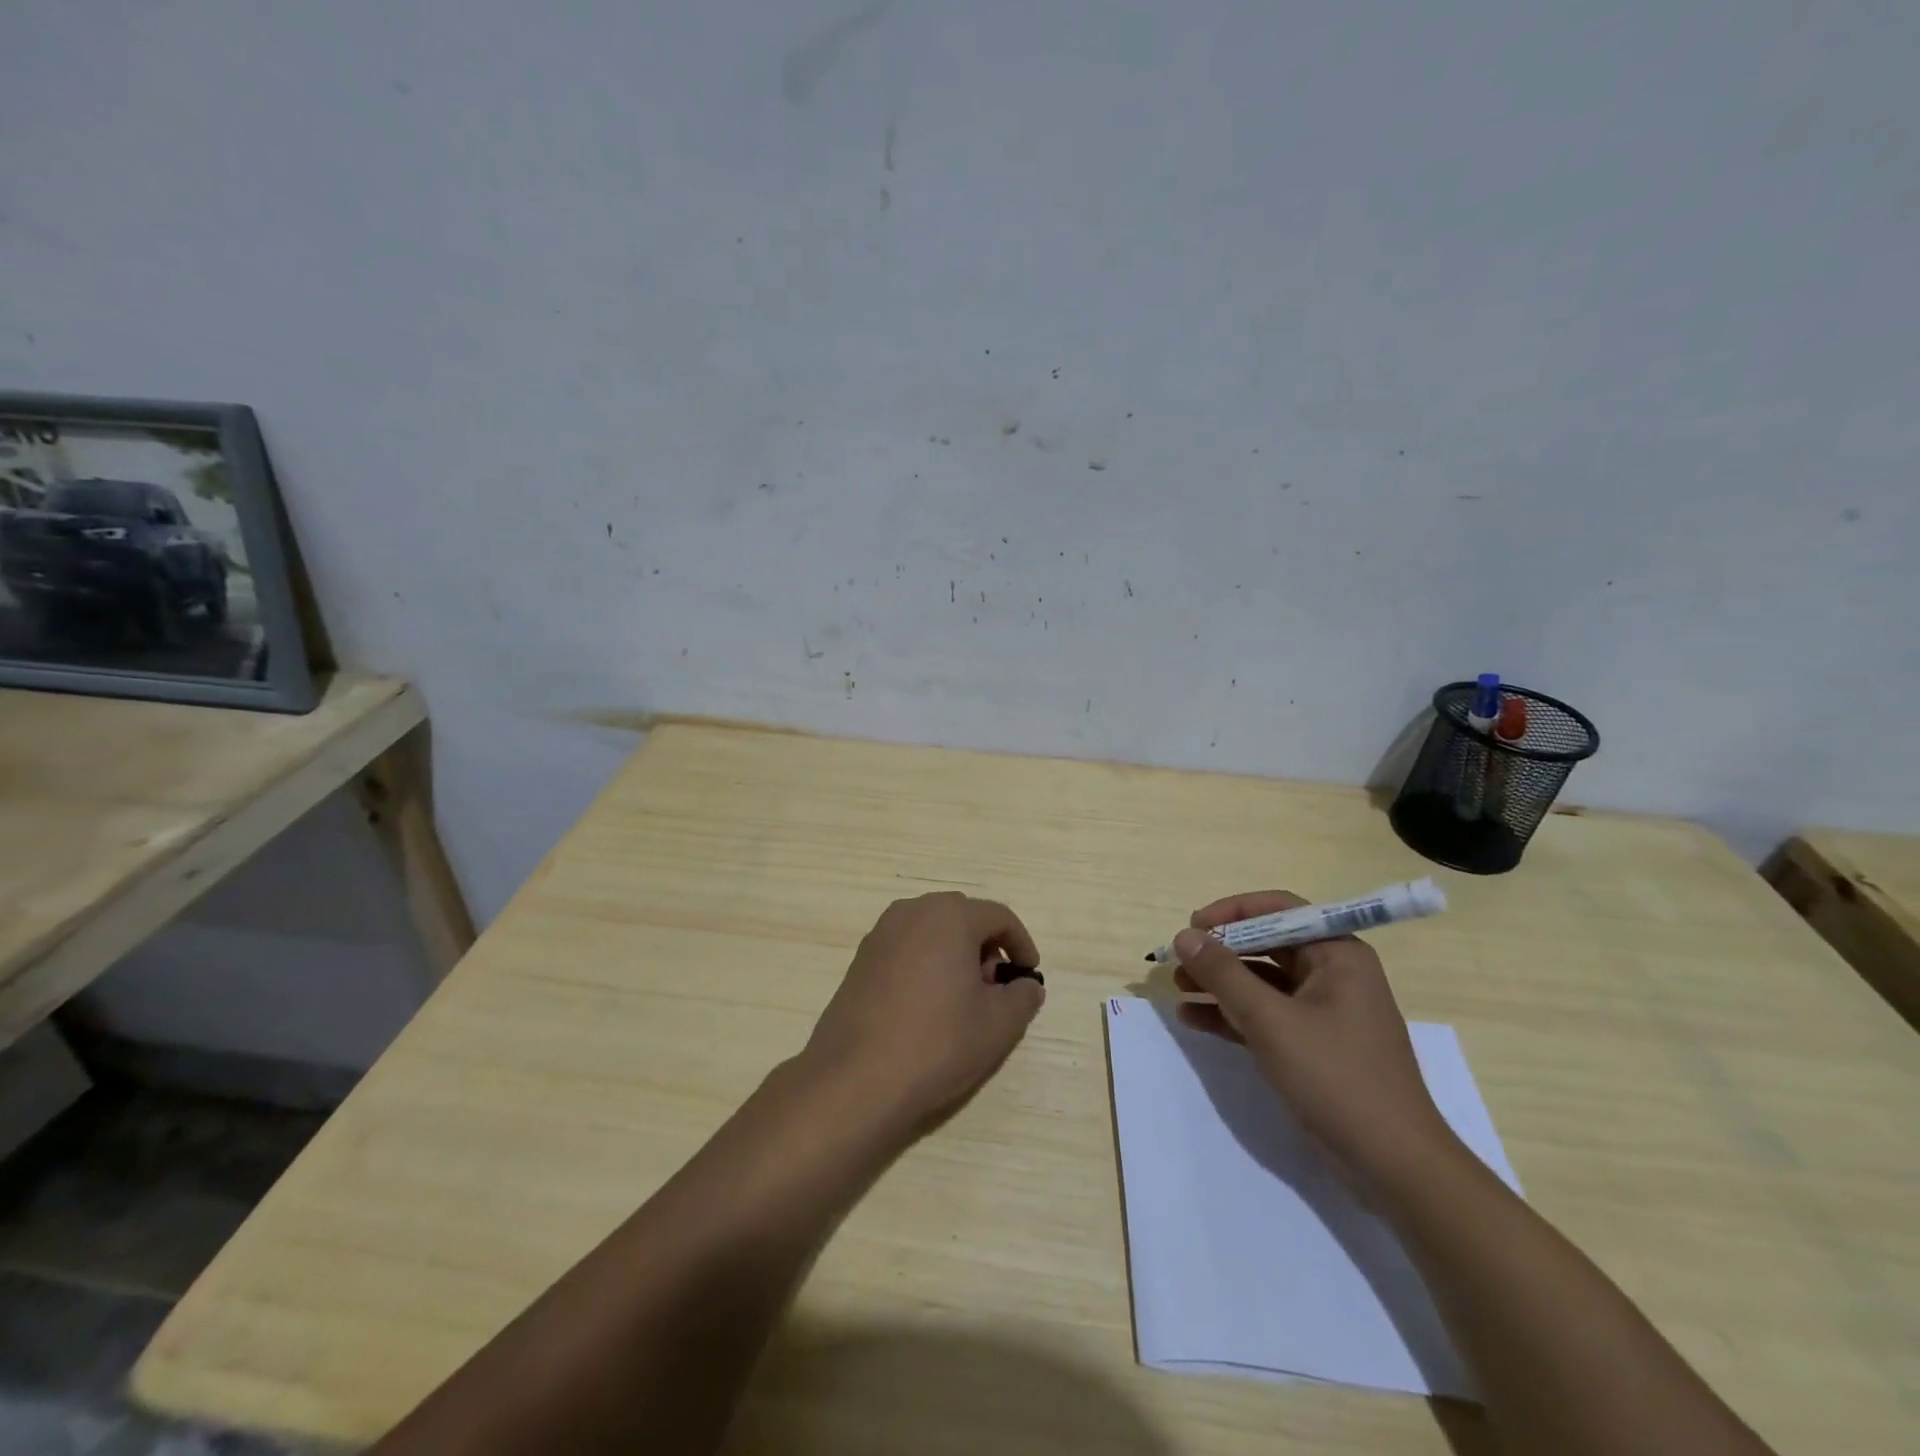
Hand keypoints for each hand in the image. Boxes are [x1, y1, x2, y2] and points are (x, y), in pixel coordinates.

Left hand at [799, 893, 1044, 1134]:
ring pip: (932, 933)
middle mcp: (912, 912)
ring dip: (954, 956)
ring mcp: (880, 934)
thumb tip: (1026, 985)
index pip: (999, 917)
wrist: (856, 1078)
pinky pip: (906, 950)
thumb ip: (1022, 997)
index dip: (1021, 944)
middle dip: (986, 948)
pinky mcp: (860, 960)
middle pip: (963, 919)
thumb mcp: (998, 1024)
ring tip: (962, 1003)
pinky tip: (926, 1009)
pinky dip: (925, 966)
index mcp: (949, 915)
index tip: (1029, 976)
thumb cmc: (937, 1042)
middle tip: (995, 990)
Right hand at [1173, 891, 1459, 1196]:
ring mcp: (1324, 1012)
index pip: (1279, 910)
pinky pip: (1266, 1015)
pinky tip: (1193, 1019)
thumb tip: (1184, 936)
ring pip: (1262, 982)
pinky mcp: (1313, 1045)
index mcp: (1337, 954)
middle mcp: (1333, 974)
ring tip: (1177, 987)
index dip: (1232, 912)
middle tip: (1178, 960)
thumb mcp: (1271, 1021)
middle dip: (1220, 951)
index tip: (1193, 926)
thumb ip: (1224, 974)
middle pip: (1267, 944)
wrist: (1394, 1166)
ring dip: (1220, 983)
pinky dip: (1231, 1014)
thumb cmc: (1336, 1077)